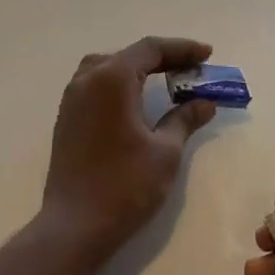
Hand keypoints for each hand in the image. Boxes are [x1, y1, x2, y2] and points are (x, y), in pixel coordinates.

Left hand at [39, 37, 217, 261]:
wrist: (75, 225)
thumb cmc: (126, 185)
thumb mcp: (165, 151)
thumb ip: (184, 119)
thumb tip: (205, 102)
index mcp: (112, 79)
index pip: (151, 49)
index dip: (182, 49)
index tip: (208, 55)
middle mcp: (87, 79)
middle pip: (129, 55)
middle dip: (163, 58)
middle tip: (193, 69)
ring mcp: (72, 98)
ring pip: (108, 67)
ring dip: (139, 69)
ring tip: (166, 80)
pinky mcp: (67, 118)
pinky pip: (96, 85)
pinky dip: (120, 83)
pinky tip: (137, 101)